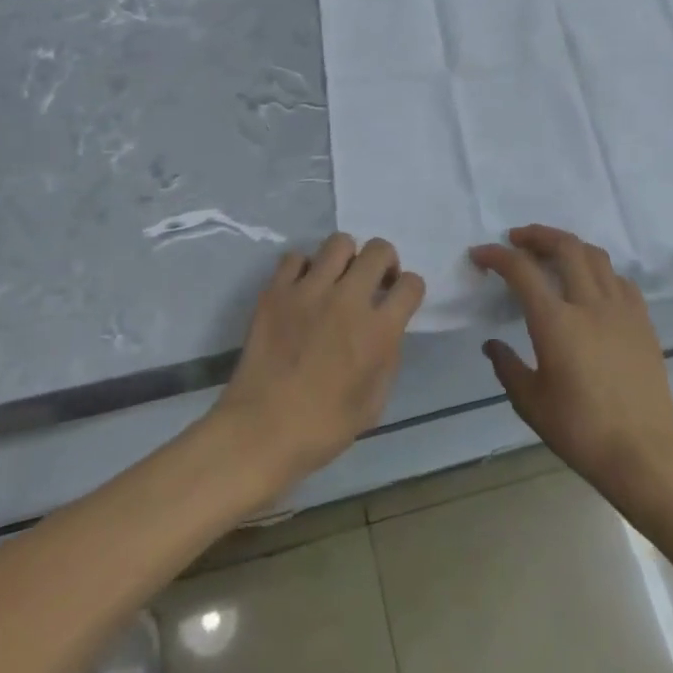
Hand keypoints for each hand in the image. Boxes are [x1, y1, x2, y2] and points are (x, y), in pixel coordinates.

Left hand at [214, 234, 424, 489]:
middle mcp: (348, 300)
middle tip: (373, 282)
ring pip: (339, 242)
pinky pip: (296, 257)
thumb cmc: (323, 427)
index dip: (410, 290)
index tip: (399, 299)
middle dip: (384, 262)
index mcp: (378, 331)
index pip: (411, 285)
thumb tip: (386, 330)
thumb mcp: (374, 403)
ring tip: (337, 279)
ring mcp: (309, 290)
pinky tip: (302, 289)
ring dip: (346, 258)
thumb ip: (387, 357)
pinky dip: (304, 268)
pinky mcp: (276, 290)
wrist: (261, 430)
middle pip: (378, 250)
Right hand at [472, 226, 672, 496]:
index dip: (496, 255)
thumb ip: (507, 367)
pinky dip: (599, 271)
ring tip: (553, 253)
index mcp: (556, 322)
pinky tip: (591, 285)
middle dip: (537, 235)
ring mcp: (621, 310)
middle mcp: (589, 304)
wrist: (643, 454)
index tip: (480, 254)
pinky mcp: (643, 322)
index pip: (521, 270)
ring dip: (569, 246)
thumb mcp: (531, 403)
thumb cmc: (580, 431)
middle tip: (517, 239)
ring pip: (595, 256)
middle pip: (565, 246)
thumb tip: (492, 344)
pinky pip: (620, 280)